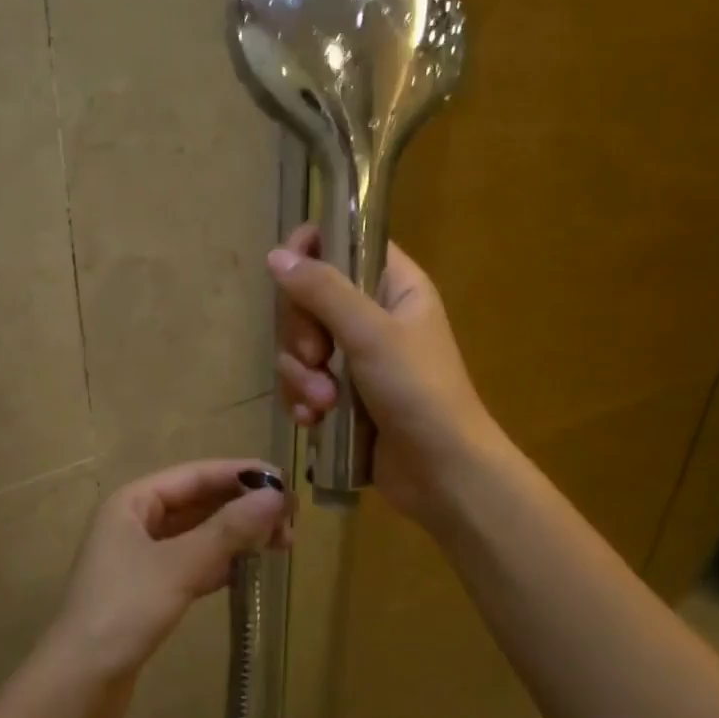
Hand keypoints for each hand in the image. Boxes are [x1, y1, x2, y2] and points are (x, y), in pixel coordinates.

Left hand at [40, 460, 288, 717]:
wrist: (79, 683)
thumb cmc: (124, 611)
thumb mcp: (180, 565)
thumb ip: (229, 529)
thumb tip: (276, 495)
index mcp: (132, 502)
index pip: (195, 475)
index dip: (240, 474)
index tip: (284, 482)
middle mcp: (134, 522)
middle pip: (197, 503)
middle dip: (242, 507)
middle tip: (290, 522)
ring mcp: (140, 558)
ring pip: (197, 534)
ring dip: (235, 536)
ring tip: (280, 544)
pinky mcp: (148, 590)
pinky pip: (191, 563)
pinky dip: (220, 563)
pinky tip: (248, 569)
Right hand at [268, 225, 495, 527]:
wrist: (442, 473)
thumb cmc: (419, 393)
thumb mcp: (371, 335)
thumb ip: (323, 291)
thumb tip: (276, 255)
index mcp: (394, 287)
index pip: (345, 243)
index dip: (312, 251)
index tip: (289, 275)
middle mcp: (373, 316)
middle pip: (309, 299)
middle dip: (302, 334)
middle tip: (318, 357)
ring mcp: (355, 359)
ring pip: (300, 346)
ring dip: (302, 376)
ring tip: (323, 404)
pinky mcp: (341, 396)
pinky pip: (303, 382)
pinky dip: (303, 400)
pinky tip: (313, 421)